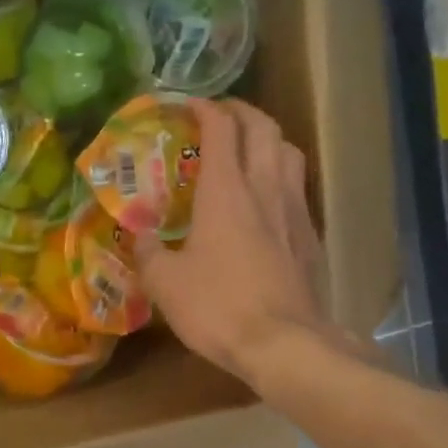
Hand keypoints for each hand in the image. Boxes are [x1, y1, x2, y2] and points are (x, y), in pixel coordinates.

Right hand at [134, 98, 328, 387]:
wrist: (284, 344)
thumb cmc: (218, 307)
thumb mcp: (166, 283)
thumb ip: (147, 253)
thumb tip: (137, 236)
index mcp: (226, 191)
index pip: (221, 129)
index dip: (204, 108)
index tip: (187, 104)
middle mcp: (265, 188)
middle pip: (264, 128)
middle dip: (242, 112)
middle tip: (221, 116)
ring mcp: (294, 211)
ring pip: (290, 152)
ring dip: (269, 139)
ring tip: (249, 148)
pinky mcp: (311, 237)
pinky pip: (298, 189)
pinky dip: (282, 177)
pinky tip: (268, 200)